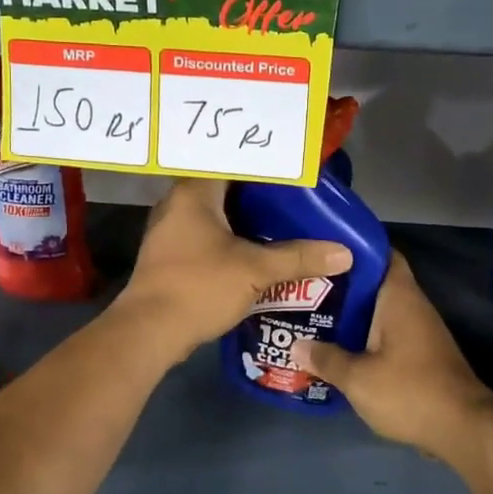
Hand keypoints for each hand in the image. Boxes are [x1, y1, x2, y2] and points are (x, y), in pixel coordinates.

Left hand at [115, 180, 351, 356]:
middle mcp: (177, 203)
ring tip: (283, 222)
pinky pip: (206, 235)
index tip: (293, 170)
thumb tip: (344, 253)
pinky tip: (256, 251)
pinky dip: (230, 239)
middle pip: (225, 188)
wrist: (149, 331)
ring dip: (244, 219)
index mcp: (194, 192)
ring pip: (215, 214)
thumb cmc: (199, 286)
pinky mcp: (169, 255)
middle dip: (259, 195)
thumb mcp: (255, 271)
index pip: (232, 162)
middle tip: (296, 197)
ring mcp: (170, 230)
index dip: (263, 165)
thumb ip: (298, 258)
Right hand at [293, 252, 492, 463]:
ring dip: (352, 313)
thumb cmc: (410, 391)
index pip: (381, 253)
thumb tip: (296, 346)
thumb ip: (326, 359)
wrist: (464, 429)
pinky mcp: (421, 354)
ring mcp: (420, 331)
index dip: (354, 247)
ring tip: (314, 315)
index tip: (323, 250)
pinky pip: (387, 333)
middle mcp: (412, 305)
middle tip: (305, 287)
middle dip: (343, 284)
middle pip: (375, 283)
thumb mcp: (358, 378)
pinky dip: (365, 335)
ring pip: (379, 310)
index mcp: (399, 296)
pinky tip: (339, 347)